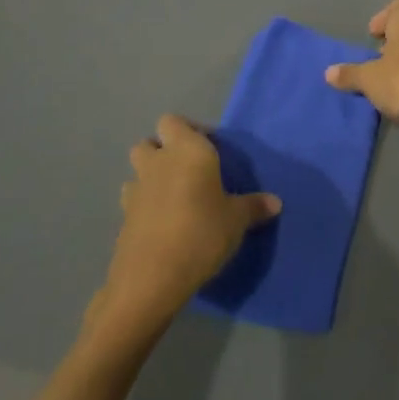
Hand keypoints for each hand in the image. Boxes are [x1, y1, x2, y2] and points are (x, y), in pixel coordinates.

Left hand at [92, 115, 280, 342]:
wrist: (152, 277)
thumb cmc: (202, 233)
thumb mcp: (237, 220)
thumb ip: (254, 207)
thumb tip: (275, 202)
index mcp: (188, 151)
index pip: (174, 121)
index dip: (189, 130)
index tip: (209, 148)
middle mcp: (158, 162)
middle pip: (149, 142)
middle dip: (164, 150)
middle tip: (188, 170)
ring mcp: (136, 189)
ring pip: (137, 170)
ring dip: (150, 176)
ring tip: (174, 197)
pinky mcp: (123, 217)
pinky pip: (133, 200)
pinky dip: (144, 205)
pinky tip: (162, 223)